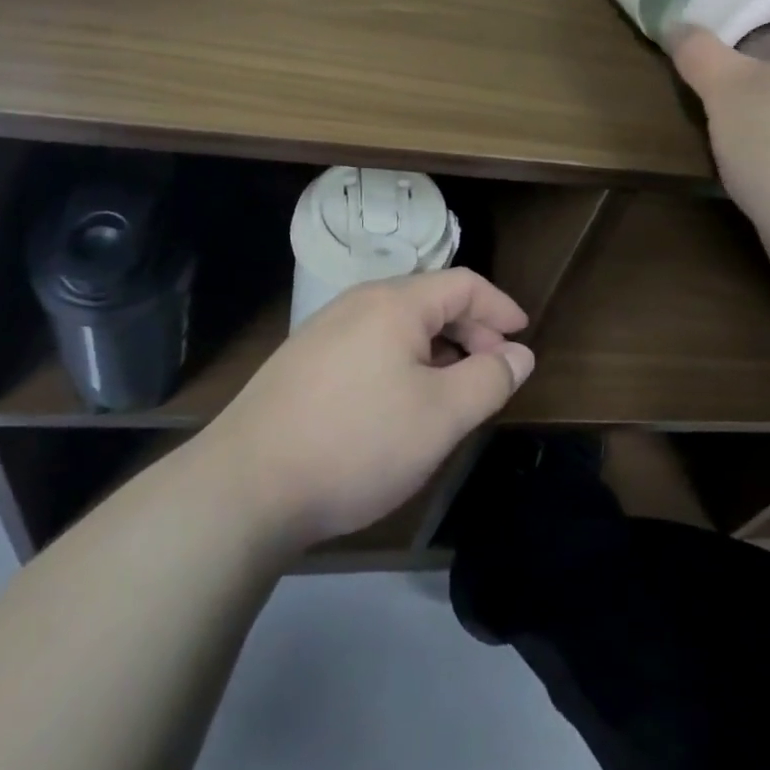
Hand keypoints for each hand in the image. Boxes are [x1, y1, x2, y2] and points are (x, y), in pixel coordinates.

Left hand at [196, 269, 534, 549]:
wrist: (246, 484)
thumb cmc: (357, 442)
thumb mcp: (440, 416)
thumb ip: (488, 380)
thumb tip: (519, 354)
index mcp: (395, 303)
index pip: (462, 284)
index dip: (499, 306)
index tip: (523, 336)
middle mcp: (358, 302)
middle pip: (430, 300)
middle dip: (471, 330)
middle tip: (495, 369)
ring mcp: (325, 329)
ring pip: (398, 324)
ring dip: (437, 347)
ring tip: (454, 388)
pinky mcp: (304, 361)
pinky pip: (370, 344)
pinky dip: (403, 360)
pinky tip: (401, 401)